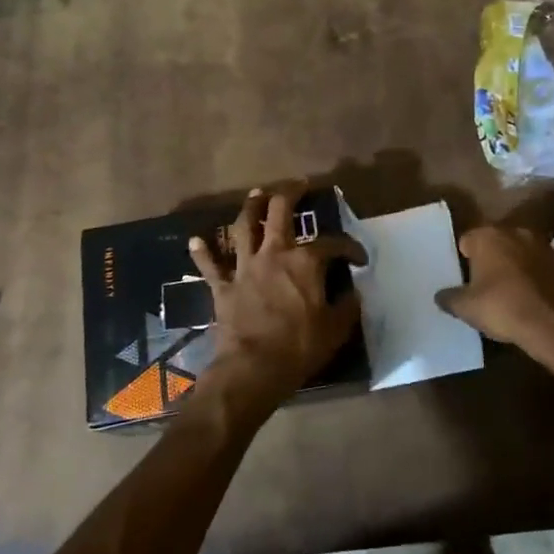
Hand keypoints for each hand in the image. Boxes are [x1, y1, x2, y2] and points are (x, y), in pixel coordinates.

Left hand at [188, 187, 365, 423]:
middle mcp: (273, 253)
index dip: (350, 248)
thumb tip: (354, 292)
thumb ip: (347, 306)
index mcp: (305, 262)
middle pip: (279, 212)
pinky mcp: (223, 286)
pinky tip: (195, 239)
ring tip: (255, 195)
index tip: (358, 259)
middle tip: (297, 185)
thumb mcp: (336, 329)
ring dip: (249, 208)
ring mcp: (245, 267)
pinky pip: (210, 265)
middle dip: (289, 193)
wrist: (253, 368)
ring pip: (243, 227)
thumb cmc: (299, 347)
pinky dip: (202, 252)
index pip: (333, 244)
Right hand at [435, 225, 553, 373]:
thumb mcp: (466, 308)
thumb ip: (449, 298)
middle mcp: (514, 231)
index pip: (466, 241)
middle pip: (494, 242)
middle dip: (489, 259)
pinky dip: (533, 275)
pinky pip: (538, 265)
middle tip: (484, 285)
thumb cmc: (504, 308)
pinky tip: (530, 297)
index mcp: (487, 235)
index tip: (464, 280)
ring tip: (509, 292)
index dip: (463, 260)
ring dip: (513, 265)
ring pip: (518, 252)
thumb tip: (441, 295)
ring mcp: (542, 244)